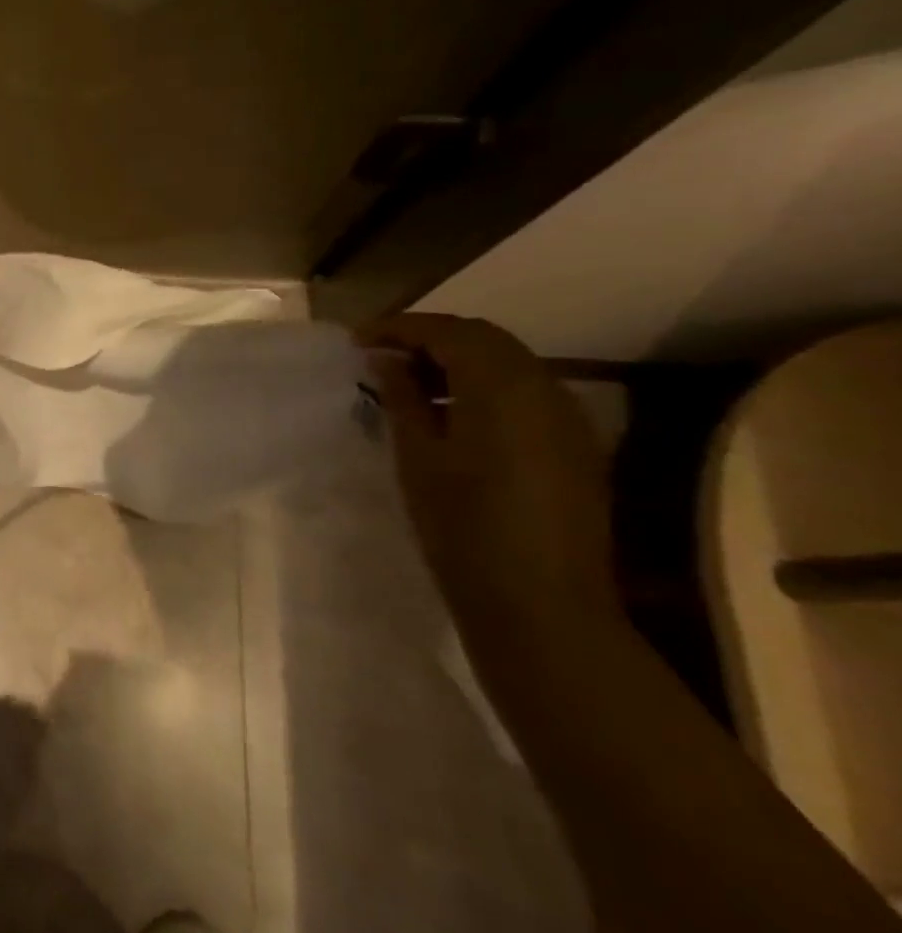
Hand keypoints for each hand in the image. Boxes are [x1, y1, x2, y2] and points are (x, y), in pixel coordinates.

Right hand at [361, 313, 619, 627]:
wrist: (540, 604)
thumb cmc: (463, 527)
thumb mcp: (418, 457)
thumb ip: (403, 398)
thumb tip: (386, 361)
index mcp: (503, 386)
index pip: (449, 332)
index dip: (400, 327)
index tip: (357, 340)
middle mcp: (545, 387)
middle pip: (484, 339)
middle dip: (429, 339)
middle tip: (380, 357)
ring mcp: (568, 417)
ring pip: (508, 364)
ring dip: (458, 362)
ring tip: (409, 383)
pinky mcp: (574, 445)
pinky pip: (525, 393)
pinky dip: (484, 387)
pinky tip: (452, 415)